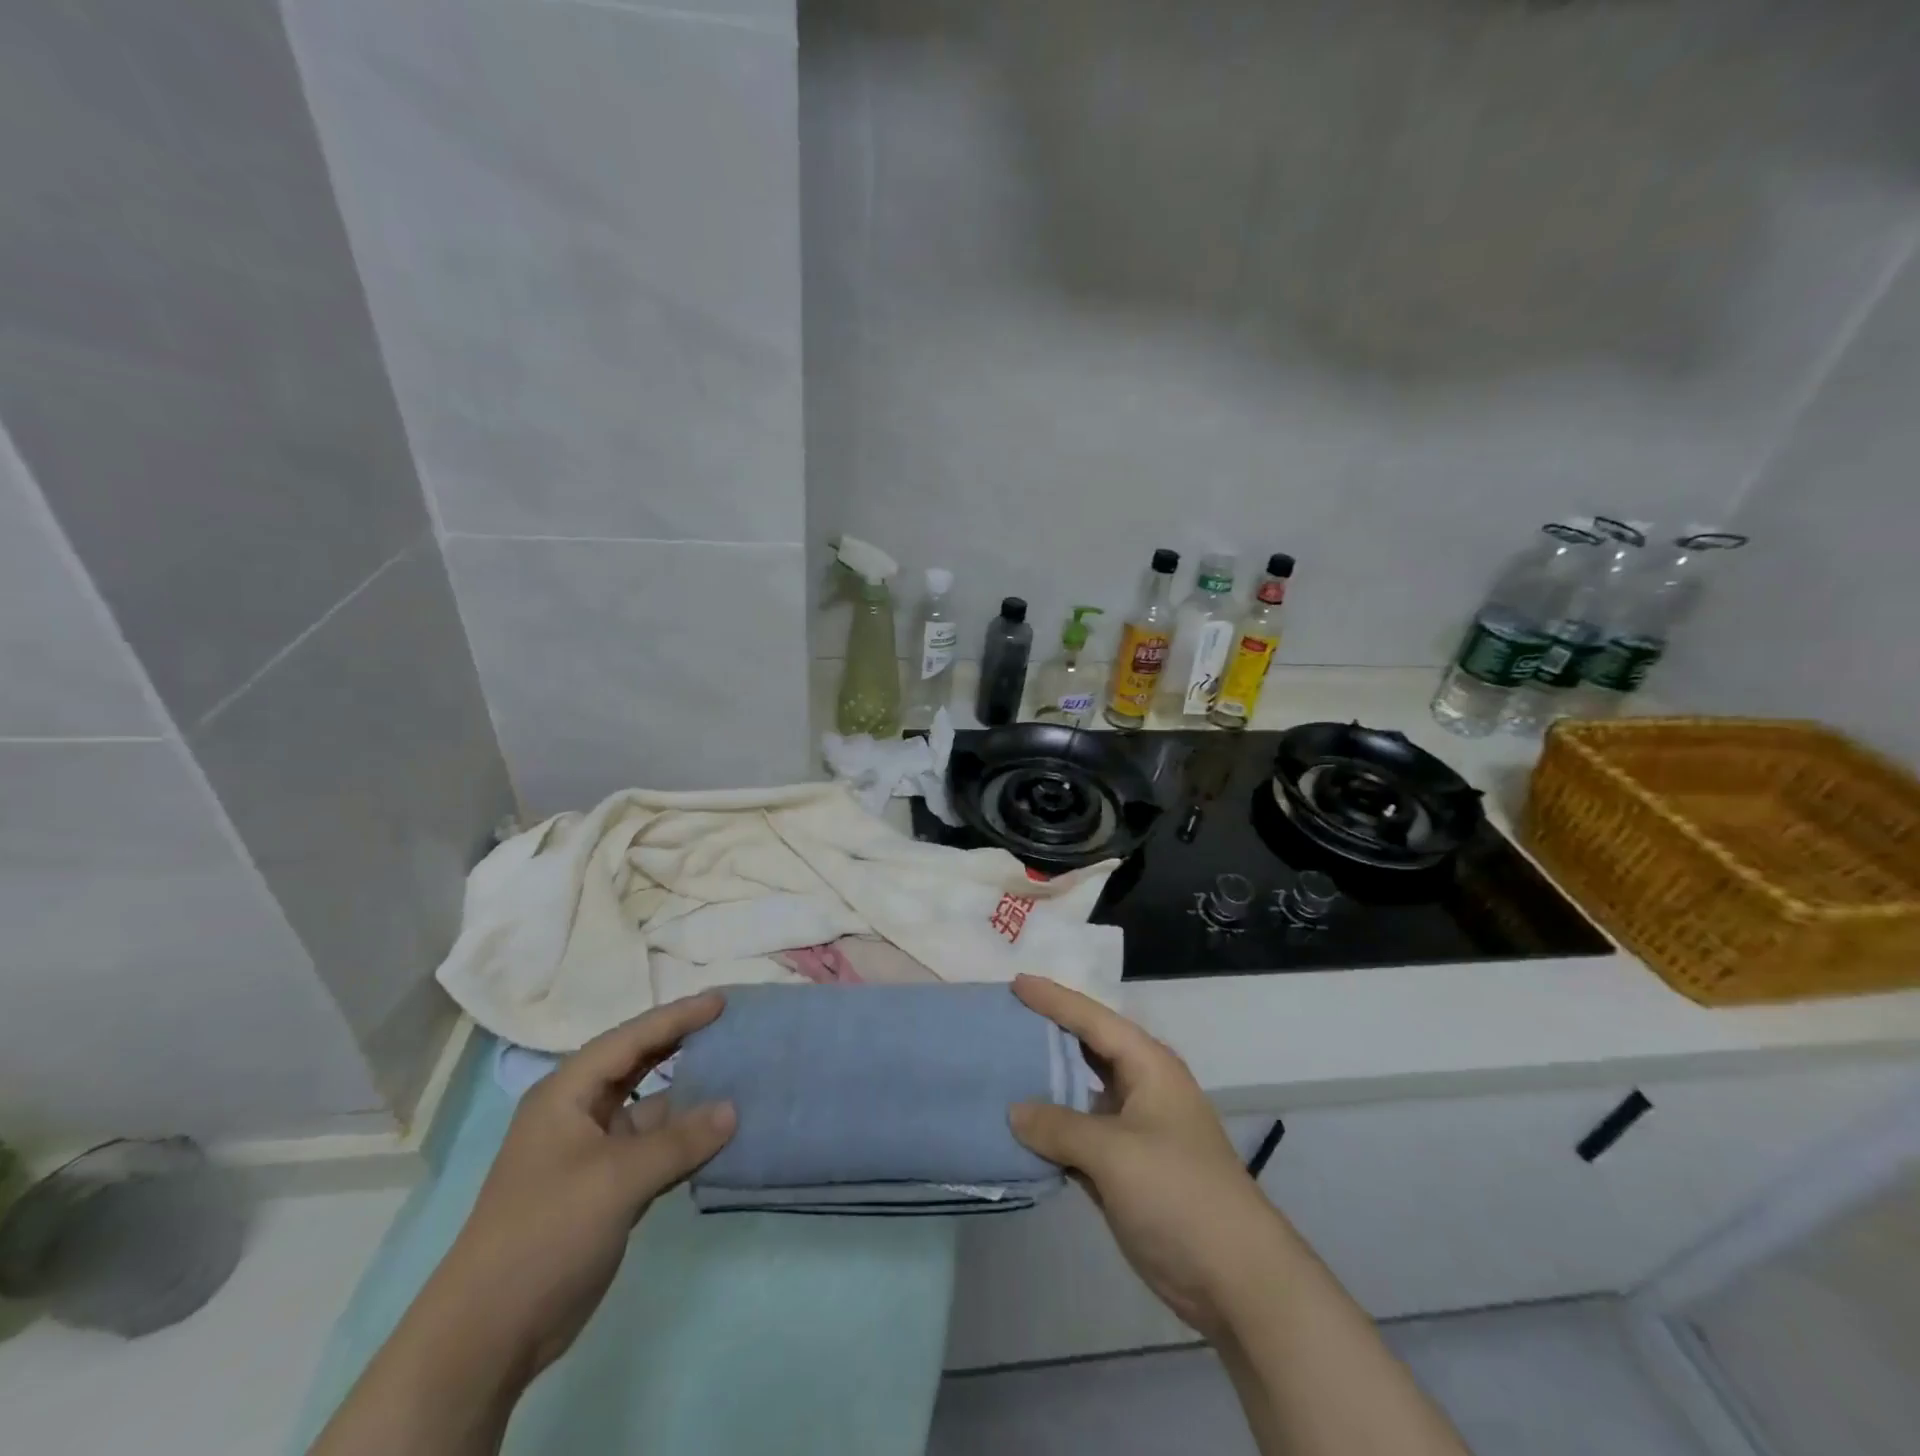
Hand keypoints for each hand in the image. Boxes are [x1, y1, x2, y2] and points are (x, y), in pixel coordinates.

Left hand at [429, 993, 737, 1380]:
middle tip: (732, 1025)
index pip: (631, 1039)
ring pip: (652, 1108)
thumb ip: (678, 1141)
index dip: (677, 1016)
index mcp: (567, 1093)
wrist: (490, 1334)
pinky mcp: (608, 1187)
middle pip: (640, 1064)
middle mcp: (580, 1112)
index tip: (722, 1000)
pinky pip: (656, 1147)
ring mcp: (594, 1151)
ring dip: (691, 1097)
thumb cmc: (545, 1233)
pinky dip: (687, 1139)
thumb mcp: (614, 1180)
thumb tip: (733, 1110)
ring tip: (741, 1075)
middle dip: (683, 1044)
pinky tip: (723, 1133)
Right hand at [1008, 975, 1280, 1340]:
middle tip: (1004, 1018)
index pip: (1092, 1020)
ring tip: (1003, 1064)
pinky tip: (1019, 1126)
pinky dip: (1052, 1128)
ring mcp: (1134, 1129)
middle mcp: (1141, 1087)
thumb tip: (1014, 1110)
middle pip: (1087, 1048)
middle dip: (1049, 1032)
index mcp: (1148, 1066)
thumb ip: (1060, 1126)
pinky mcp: (1125, 1168)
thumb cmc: (1179, 1194)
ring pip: (1081, 1091)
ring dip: (1047, 1081)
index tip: (1015, 982)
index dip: (1054, 999)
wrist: (1235, 1278)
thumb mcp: (1115, 1153)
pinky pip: (1080, 1134)